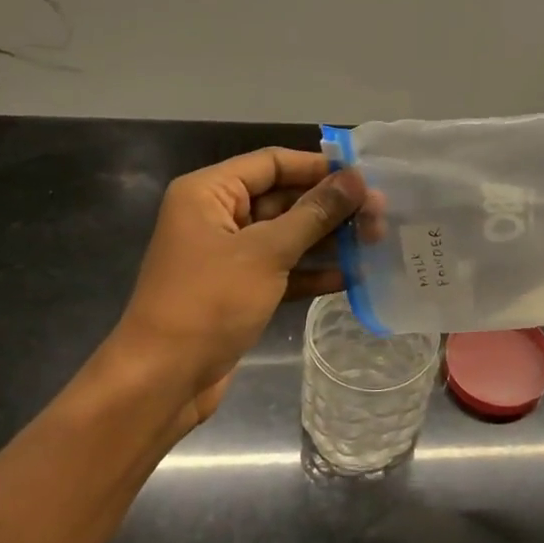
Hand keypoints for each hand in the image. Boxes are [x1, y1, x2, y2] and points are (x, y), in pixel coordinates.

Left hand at [78, 148, 363, 435]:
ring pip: (286, 235)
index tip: (365, 176)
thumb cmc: (209, 302)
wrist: (163, 379)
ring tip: (376, 241)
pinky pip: (282, 269)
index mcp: (209, 193)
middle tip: (380, 213)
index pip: (271, 163)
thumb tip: (356, 179)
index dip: (318, 167)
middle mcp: (217, 216)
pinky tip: (353, 276)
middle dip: (330, 206)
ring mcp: (229, 256)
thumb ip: (314, 214)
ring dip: (328, 239)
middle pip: (282, 198)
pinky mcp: (240, 290)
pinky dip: (312, 271)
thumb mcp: (266, 252)